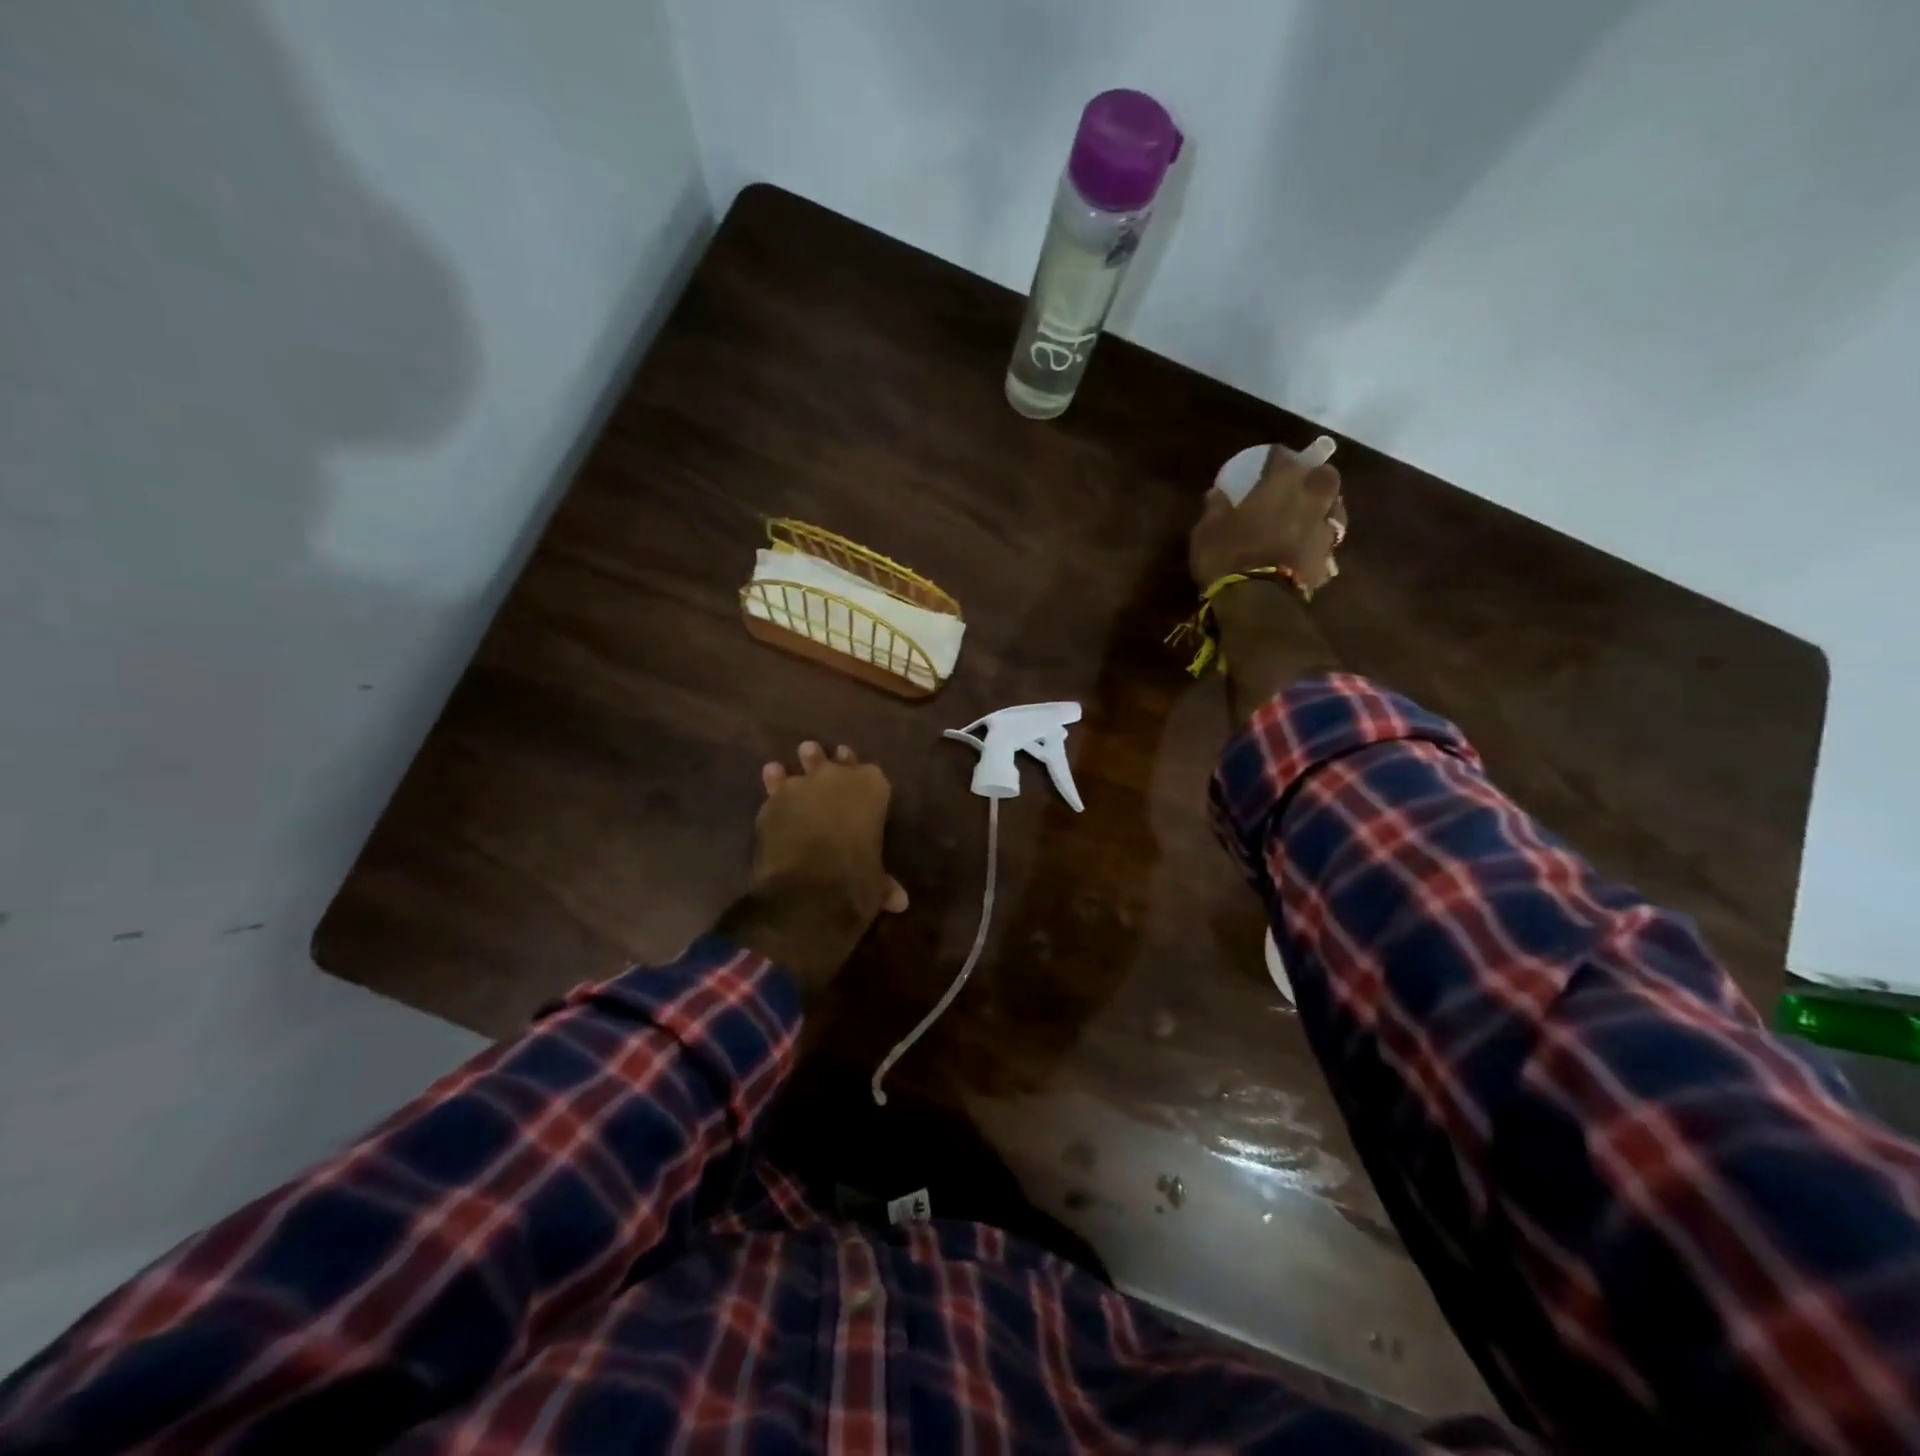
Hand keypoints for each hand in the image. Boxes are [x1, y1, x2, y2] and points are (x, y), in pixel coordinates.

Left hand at [716, 741, 908, 1001]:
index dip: (864, 778)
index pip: (872, 773)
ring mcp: (802, 786)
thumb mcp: (876, 884)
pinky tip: (770, 780)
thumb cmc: (855, 881)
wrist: (807, 891)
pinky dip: (773, 787)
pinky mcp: (772, 801)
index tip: (859, 780)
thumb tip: (900, 901)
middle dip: (829, 763)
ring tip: (792, 765)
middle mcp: (838, 778)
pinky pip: (775, 788)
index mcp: (873, 789)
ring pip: (802, 767)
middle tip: (819, 757)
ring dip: (800, 768)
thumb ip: (884, 883)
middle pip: (835, 762)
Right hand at [1189, 437, 1346, 592]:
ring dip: (1326, 508)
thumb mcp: (1208, 531)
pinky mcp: (1326, 563)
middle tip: (1303, 482)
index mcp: (1281, 486)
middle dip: (1317, 475)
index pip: (1284, 458)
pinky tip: (1310, 549)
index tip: (1268, 460)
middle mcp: (1310, 502)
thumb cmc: (1228, 557)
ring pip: (1336, 510)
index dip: (1276, 457)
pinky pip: (1327, 546)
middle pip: (1327, 477)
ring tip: (1312, 515)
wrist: (1257, 602)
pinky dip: (1320, 544)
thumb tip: (1217, 493)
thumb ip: (1215, 508)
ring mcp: (1322, 533)